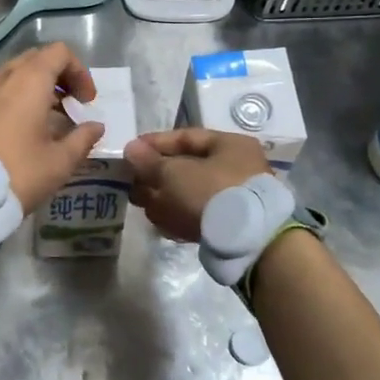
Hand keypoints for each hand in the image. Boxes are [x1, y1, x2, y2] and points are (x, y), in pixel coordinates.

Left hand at [0, 42, 105, 213]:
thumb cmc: (20, 173)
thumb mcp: (60, 161)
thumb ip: (83, 139)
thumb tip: (96, 126)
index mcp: (29, 82)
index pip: (58, 53)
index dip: (79, 71)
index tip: (87, 101)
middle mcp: (4, 79)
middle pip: (36, 59)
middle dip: (59, 76)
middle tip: (72, 104)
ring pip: (14, 73)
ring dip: (36, 86)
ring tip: (49, 114)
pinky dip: (15, 96)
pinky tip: (21, 122)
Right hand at [124, 128, 271, 243]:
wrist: (248, 242)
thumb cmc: (211, 193)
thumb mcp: (174, 173)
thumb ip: (149, 161)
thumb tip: (131, 149)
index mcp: (230, 145)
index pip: (185, 137)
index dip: (154, 143)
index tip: (130, 152)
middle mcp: (236, 167)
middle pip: (187, 167)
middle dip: (157, 176)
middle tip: (132, 184)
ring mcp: (236, 198)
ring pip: (191, 193)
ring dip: (164, 198)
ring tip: (141, 205)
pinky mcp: (232, 225)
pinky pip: (199, 214)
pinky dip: (179, 216)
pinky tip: (160, 224)